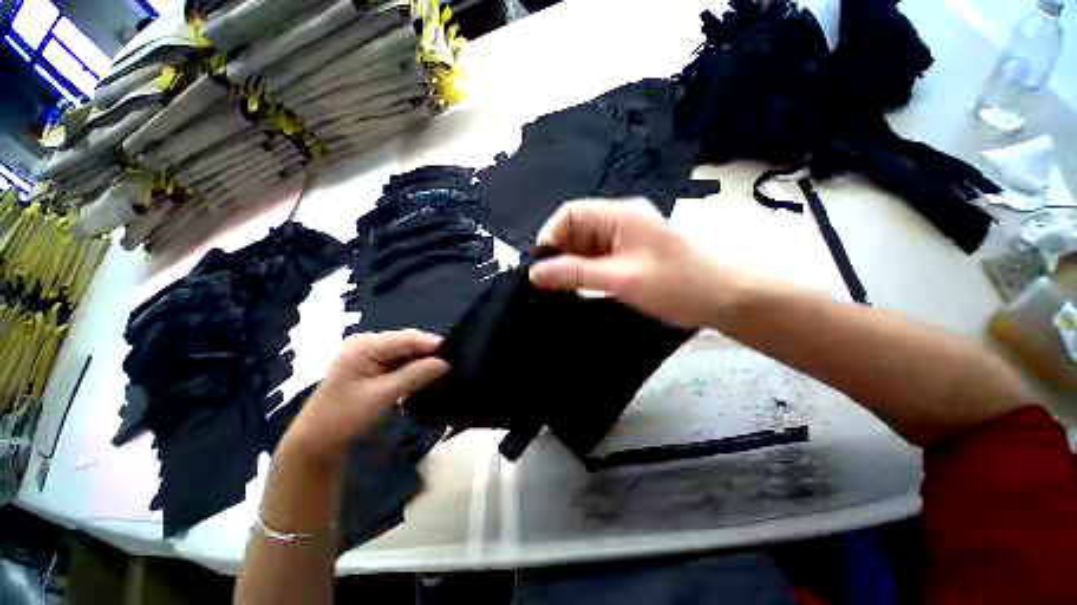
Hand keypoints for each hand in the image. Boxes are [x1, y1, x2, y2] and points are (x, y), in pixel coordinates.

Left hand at [281, 330, 449, 464]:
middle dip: (430, 354)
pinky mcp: (372, 367)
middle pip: (408, 344)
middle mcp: (368, 344)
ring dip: (423, 363)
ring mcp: (370, 355)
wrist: (316, 442)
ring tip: (446, 371)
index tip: (457, 355)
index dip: (434, 345)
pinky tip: (427, 377)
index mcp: (366, 345)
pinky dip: (414, 370)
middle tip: (453, 365)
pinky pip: (400, 363)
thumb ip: (416, 375)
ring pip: (406, 354)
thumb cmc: (344, 417)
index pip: (408, 338)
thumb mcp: (383, 395)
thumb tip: (447, 363)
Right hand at [529, 200, 734, 327]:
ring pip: (581, 247)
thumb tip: (535, 273)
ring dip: (568, 267)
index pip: (570, 214)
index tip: (540, 268)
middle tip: (546, 285)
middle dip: (557, 256)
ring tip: (558, 290)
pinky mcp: (624, 255)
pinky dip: (581, 274)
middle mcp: (617, 221)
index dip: (550, 237)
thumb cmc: (675, 285)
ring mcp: (621, 239)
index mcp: (618, 215)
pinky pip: (593, 260)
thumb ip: (575, 274)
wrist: (719, 299)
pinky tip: (575, 290)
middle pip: (573, 231)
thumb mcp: (621, 279)